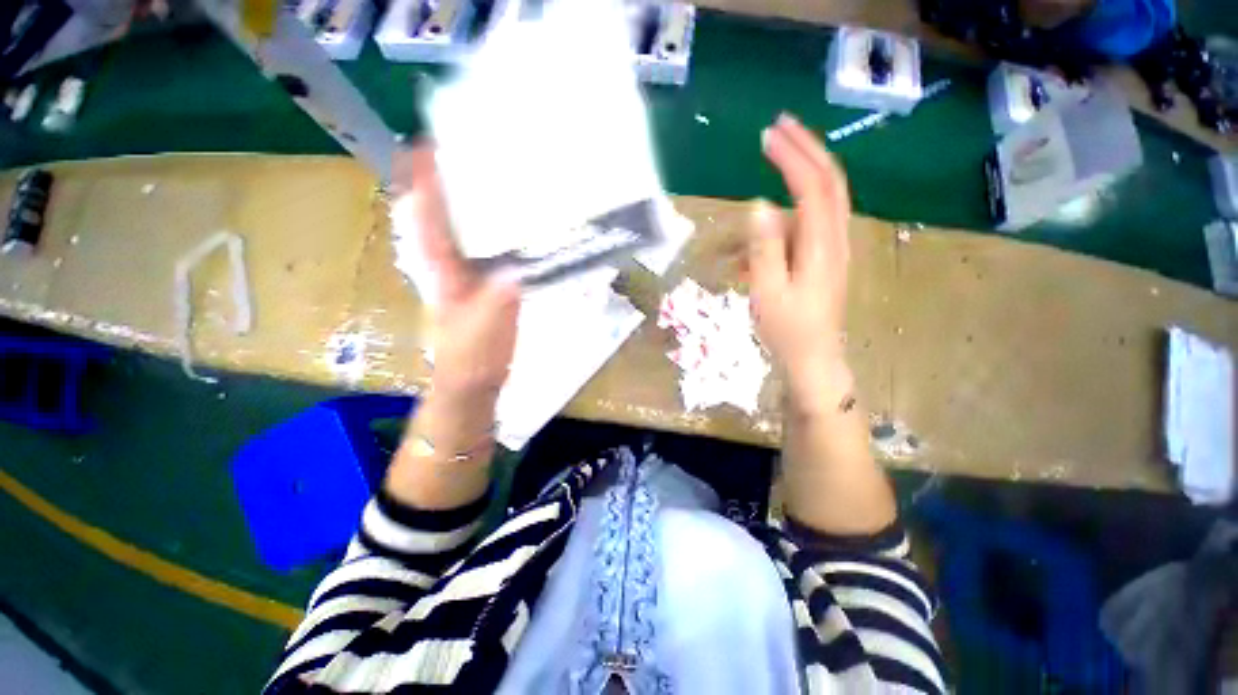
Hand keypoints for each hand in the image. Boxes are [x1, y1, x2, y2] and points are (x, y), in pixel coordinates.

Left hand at [394, 144, 519, 401]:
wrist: (474, 380)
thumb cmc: (474, 357)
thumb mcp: (485, 330)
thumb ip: (497, 300)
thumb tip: (514, 270)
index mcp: (441, 271)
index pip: (426, 218)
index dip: (422, 181)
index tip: (426, 142)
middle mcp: (448, 264)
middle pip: (439, 213)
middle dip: (443, 178)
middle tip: (465, 147)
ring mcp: (466, 274)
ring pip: (461, 228)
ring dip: (468, 199)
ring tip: (489, 173)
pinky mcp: (485, 283)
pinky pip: (485, 246)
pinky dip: (493, 227)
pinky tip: (514, 220)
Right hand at [748, 114, 852, 409]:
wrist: (812, 358)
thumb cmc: (787, 330)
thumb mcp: (767, 292)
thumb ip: (764, 249)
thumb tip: (758, 206)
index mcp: (821, 246)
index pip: (813, 187)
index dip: (792, 158)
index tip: (768, 137)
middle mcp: (835, 239)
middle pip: (829, 181)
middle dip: (806, 149)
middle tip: (779, 126)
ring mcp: (833, 247)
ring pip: (822, 198)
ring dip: (800, 173)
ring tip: (775, 156)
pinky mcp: (824, 257)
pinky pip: (809, 222)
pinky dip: (790, 210)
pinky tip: (763, 228)